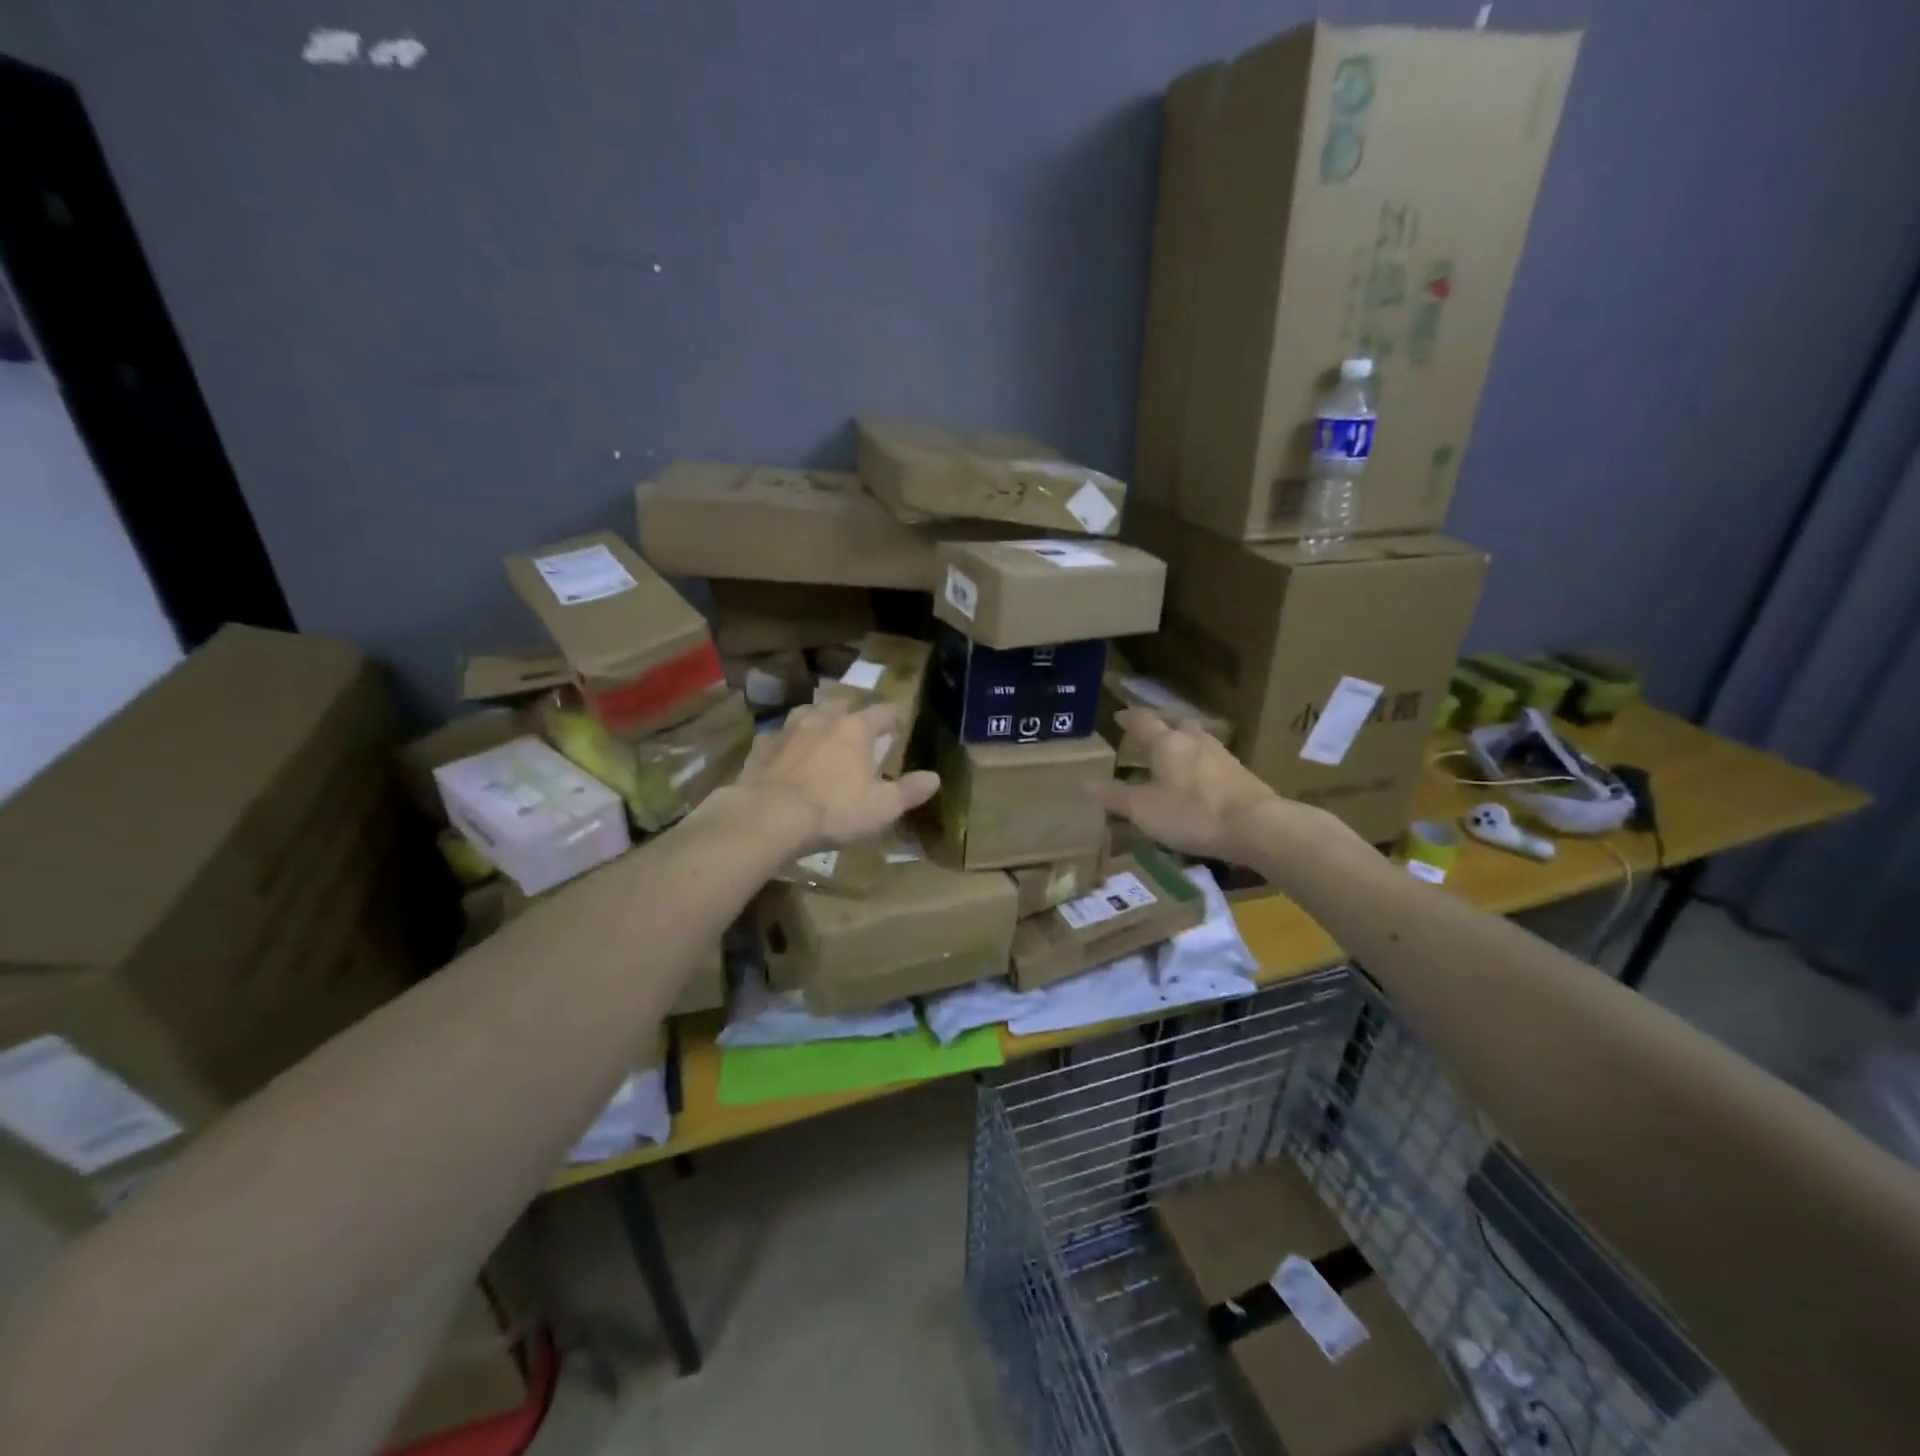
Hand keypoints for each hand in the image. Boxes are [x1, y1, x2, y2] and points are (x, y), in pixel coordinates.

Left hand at [729, 701, 939, 849]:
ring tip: (823, 732)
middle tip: (860, 727)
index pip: (883, 712)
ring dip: (819, 718)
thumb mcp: (883, 807)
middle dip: (854, 711)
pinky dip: (787, 741)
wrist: (770, 816)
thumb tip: (935, 777)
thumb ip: (910, 790)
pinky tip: (787, 753)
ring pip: (808, 712)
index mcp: (857, 728)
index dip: (894, 716)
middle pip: (843, 703)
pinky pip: (779, 735)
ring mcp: (789, 729)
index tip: (899, 723)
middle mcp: (824, 719)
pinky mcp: (762, 745)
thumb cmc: (835, 809)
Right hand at [1099, 709, 1304, 862]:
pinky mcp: (1241, 774)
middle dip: (1161, 727)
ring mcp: (1222, 756)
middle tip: (1149, 736)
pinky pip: (1213, 760)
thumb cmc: (1193, 813)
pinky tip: (1199, 780)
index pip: (1142, 722)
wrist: (1257, 826)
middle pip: (1176, 724)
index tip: (1118, 716)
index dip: (1128, 718)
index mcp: (1167, 743)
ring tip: (1174, 757)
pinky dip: (1200, 763)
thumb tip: (1085, 784)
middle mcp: (1195, 741)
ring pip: (1198, 739)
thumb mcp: (1144, 810)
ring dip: (1184, 743)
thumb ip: (1115, 797)